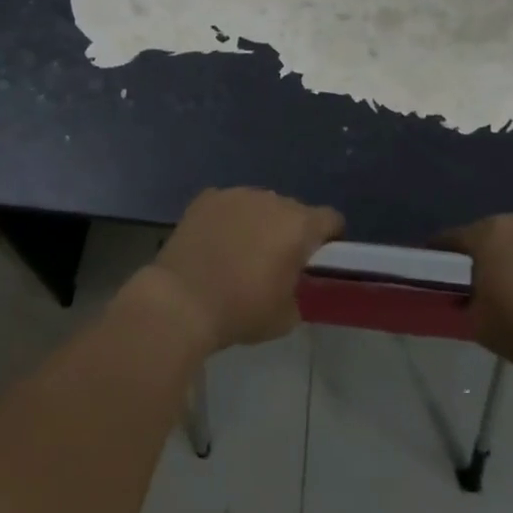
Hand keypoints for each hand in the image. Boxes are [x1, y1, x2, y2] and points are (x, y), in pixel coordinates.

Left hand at [149, 187, 343, 351]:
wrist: (181, 301)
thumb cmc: (241, 311)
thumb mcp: (286, 316)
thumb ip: (299, 292)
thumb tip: (291, 284)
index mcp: (299, 226)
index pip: (331, 219)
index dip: (330, 238)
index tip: (318, 259)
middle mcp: (272, 201)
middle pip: (293, 210)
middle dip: (291, 230)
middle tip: (276, 260)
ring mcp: (236, 195)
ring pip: (260, 204)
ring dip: (259, 222)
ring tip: (242, 250)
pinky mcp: (206, 198)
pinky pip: (229, 205)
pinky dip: (228, 219)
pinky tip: (215, 241)